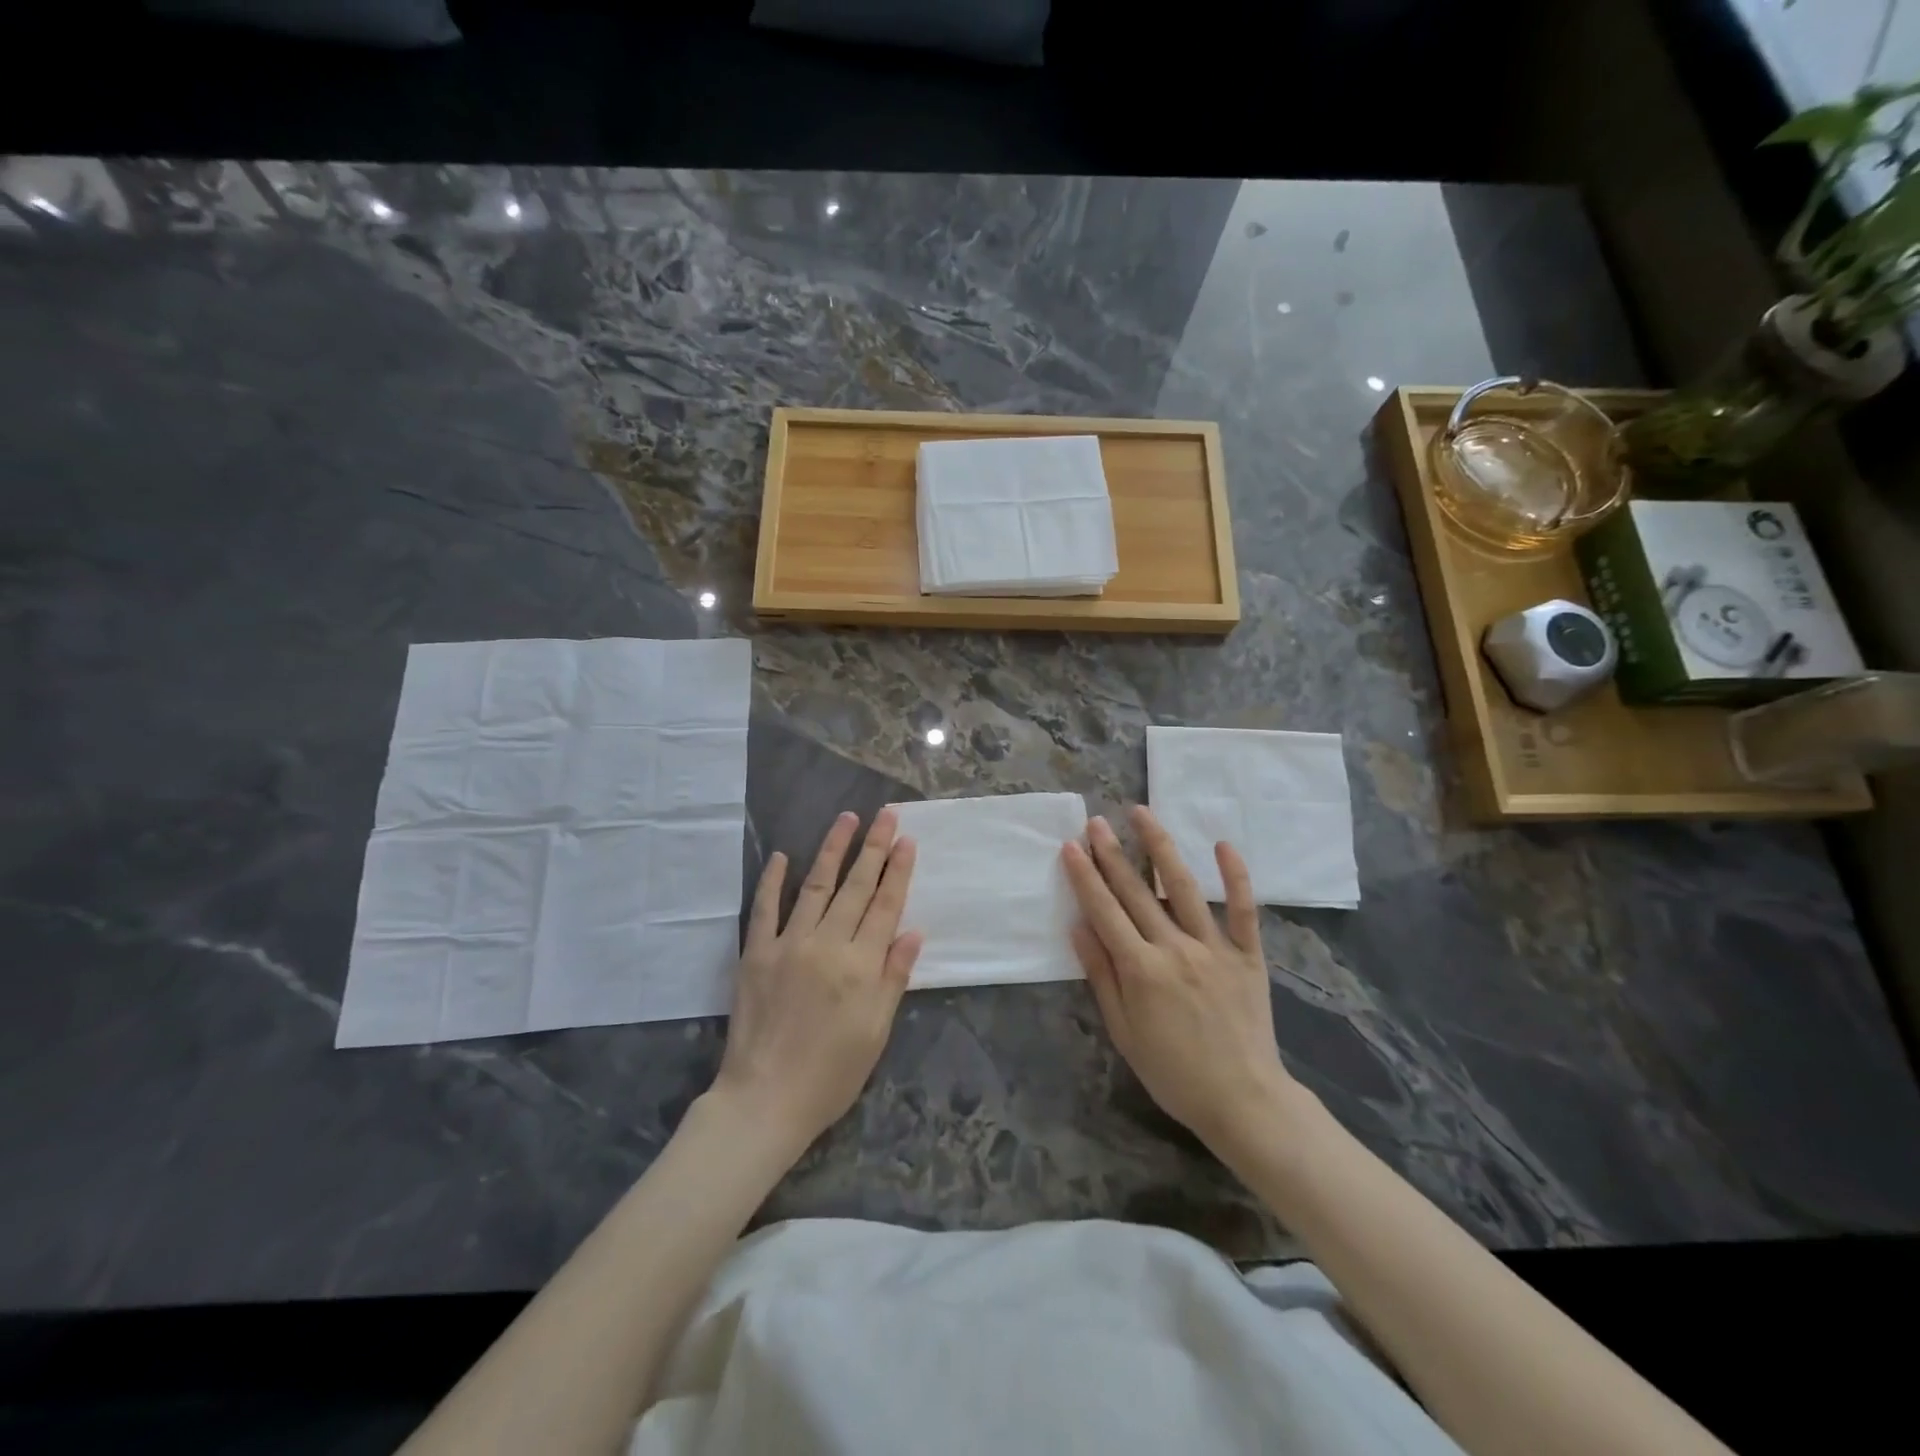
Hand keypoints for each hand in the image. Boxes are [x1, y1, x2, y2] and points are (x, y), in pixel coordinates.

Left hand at [713, 808, 921, 1152]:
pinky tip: (781, 856)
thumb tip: (913, 931)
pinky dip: (773, 881)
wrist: (765, 1100)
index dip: (898, 871)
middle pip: (856, 887)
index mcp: (861, 966)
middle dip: (874, 848)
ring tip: (847, 819)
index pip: (885, 906)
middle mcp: (827, 945)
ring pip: (816, 886)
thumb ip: (894, 977)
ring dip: (832, 850)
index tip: (907, 840)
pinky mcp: (756, 954)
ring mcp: (788, 945)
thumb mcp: (876, 1032)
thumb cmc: (831, 1074)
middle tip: (886, 815)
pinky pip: (765, 909)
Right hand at [1062, 807, 1296, 1151]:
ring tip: (1142, 814)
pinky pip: (1244, 910)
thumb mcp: (1124, 1032)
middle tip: (1096, 821)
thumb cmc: (1173, 1072)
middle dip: (1113, 853)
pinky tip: (1222, 844)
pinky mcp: (1249, 956)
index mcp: (1142, 970)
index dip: (1085, 876)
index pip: (1105, 911)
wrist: (1243, 1100)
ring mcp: (1215, 948)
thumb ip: (1101, 975)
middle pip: (1138, 892)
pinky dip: (1235, 876)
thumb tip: (1079, 927)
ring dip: (1161, 848)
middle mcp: (1176, 949)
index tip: (1071, 846)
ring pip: (1185, 887)